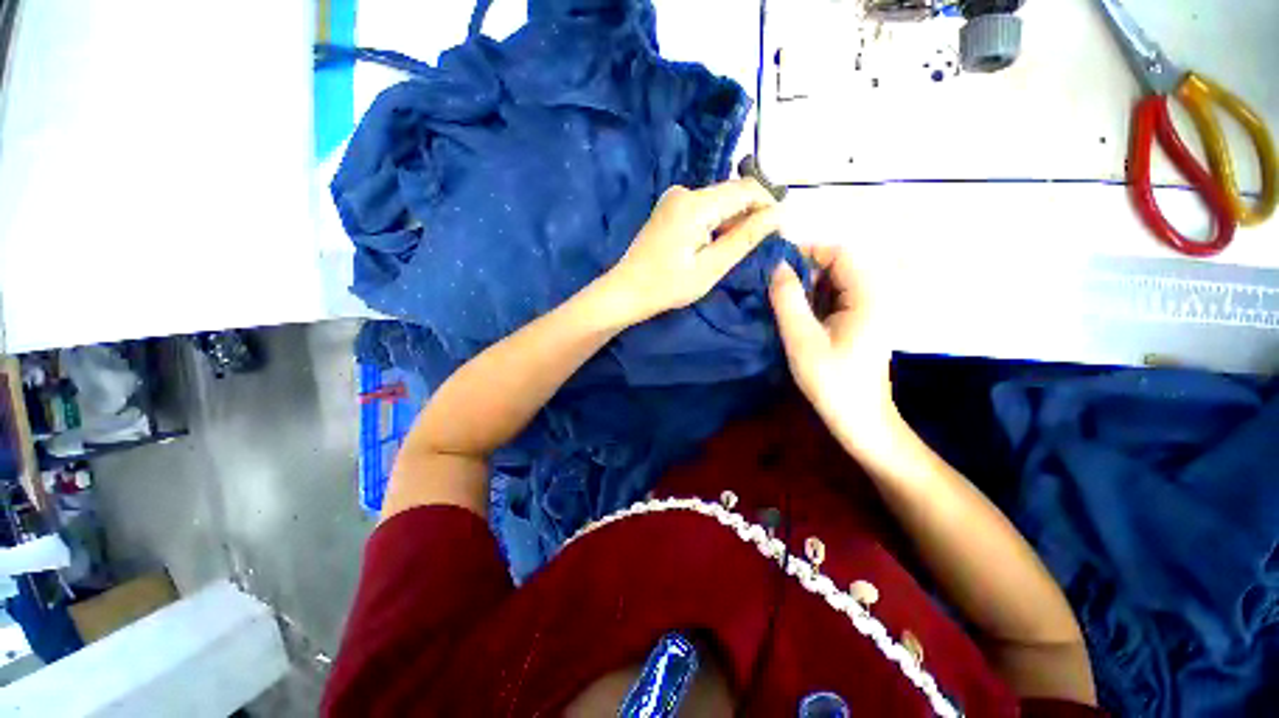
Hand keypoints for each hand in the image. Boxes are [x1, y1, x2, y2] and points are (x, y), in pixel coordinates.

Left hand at [603, 179, 781, 324]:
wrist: (626, 291)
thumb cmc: (667, 286)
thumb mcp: (711, 267)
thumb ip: (745, 237)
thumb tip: (780, 213)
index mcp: (695, 204)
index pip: (747, 188)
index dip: (769, 206)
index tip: (779, 232)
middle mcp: (684, 190)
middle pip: (732, 193)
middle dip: (752, 215)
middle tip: (759, 247)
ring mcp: (674, 197)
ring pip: (719, 201)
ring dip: (734, 221)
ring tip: (736, 250)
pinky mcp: (669, 207)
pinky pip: (703, 208)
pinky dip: (716, 223)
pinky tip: (715, 245)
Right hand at [769, 244, 898, 447]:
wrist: (858, 418)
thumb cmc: (831, 380)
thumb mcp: (801, 338)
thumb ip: (788, 299)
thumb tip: (777, 266)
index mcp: (868, 295)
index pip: (839, 253)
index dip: (806, 253)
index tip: (775, 268)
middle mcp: (874, 295)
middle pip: (837, 266)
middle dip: (804, 273)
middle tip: (774, 291)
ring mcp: (869, 309)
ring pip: (833, 282)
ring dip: (806, 288)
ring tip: (781, 305)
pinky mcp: (860, 321)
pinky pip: (835, 298)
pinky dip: (814, 301)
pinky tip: (797, 318)